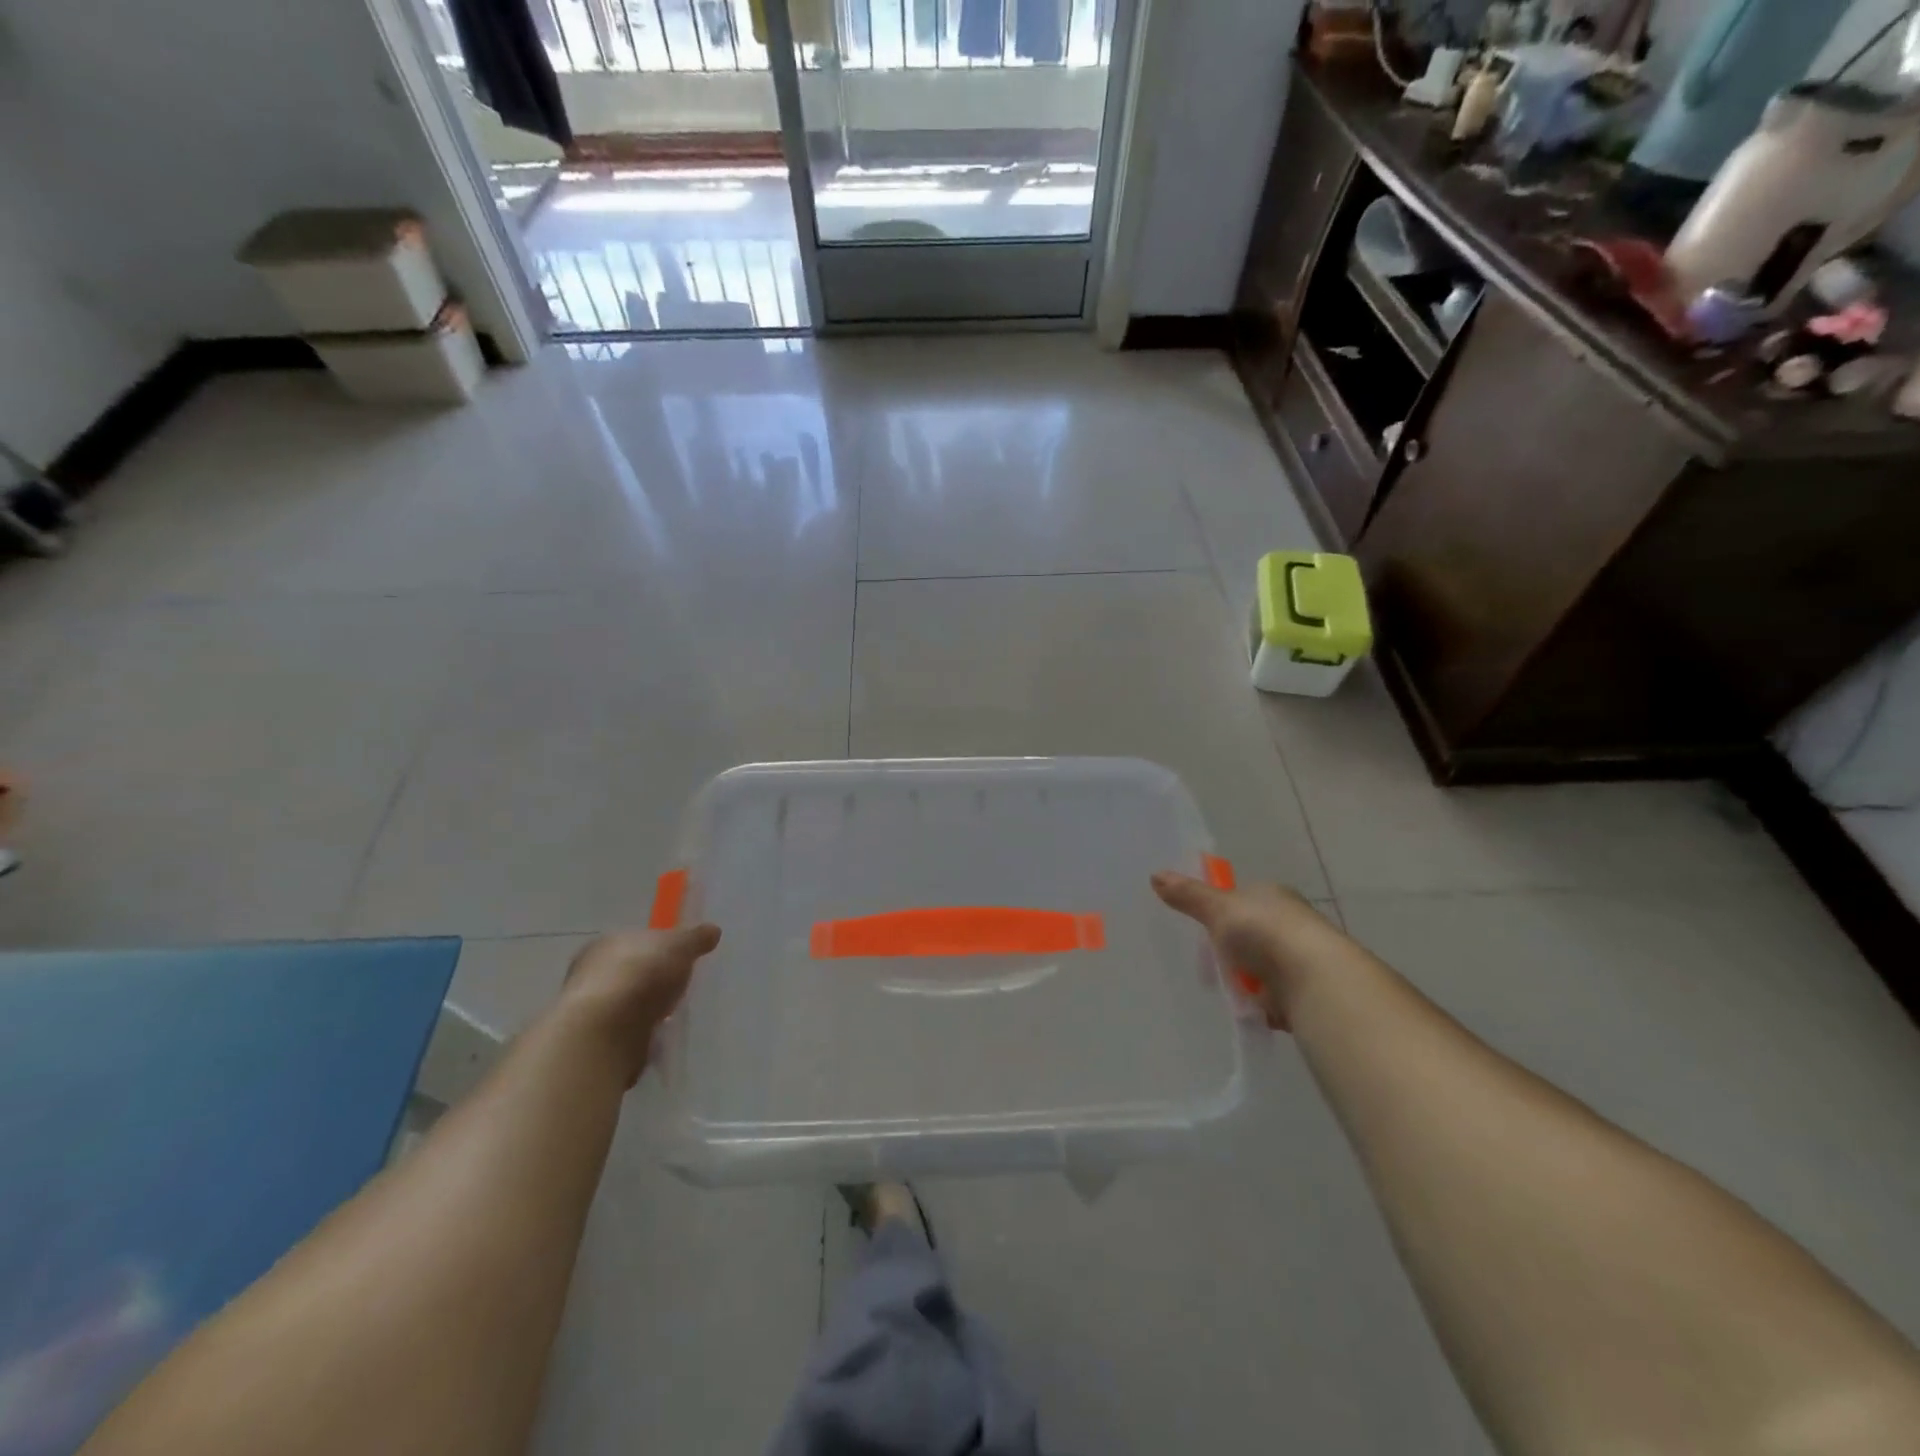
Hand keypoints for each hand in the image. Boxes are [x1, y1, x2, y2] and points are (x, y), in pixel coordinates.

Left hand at [558, 925, 720, 1084]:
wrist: (604, 1033)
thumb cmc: (640, 976)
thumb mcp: (679, 946)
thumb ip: (695, 938)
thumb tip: (713, 930)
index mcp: (607, 942)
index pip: (636, 940)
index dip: (658, 948)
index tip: (679, 959)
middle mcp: (591, 972)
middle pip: (630, 971)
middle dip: (652, 980)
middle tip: (679, 988)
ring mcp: (590, 1009)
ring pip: (626, 1003)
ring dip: (645, 1010)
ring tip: (672, 1017)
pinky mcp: (594, 1041)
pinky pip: (624, 1032)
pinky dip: (638, 1034)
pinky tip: (656, 1038)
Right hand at [1151, 871, 1346, 1029]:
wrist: (1313, 981)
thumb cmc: (1264, 933)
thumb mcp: (1218, 909)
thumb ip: (1188, 895)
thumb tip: (1155, 874)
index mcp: (1274, 895)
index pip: (1243, 898)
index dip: (1221, 912)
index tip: (1202, 929)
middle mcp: (1290, 922)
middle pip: (1251, 934)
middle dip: (1231, 949)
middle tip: (1208, 964)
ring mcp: (1299, 959)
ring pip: (1260, 966)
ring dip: (1244, 979)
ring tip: (1221, 989)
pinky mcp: (1302, 993)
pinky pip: (1271, 997)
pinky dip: (1258, 1004)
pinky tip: (1243, 1009)